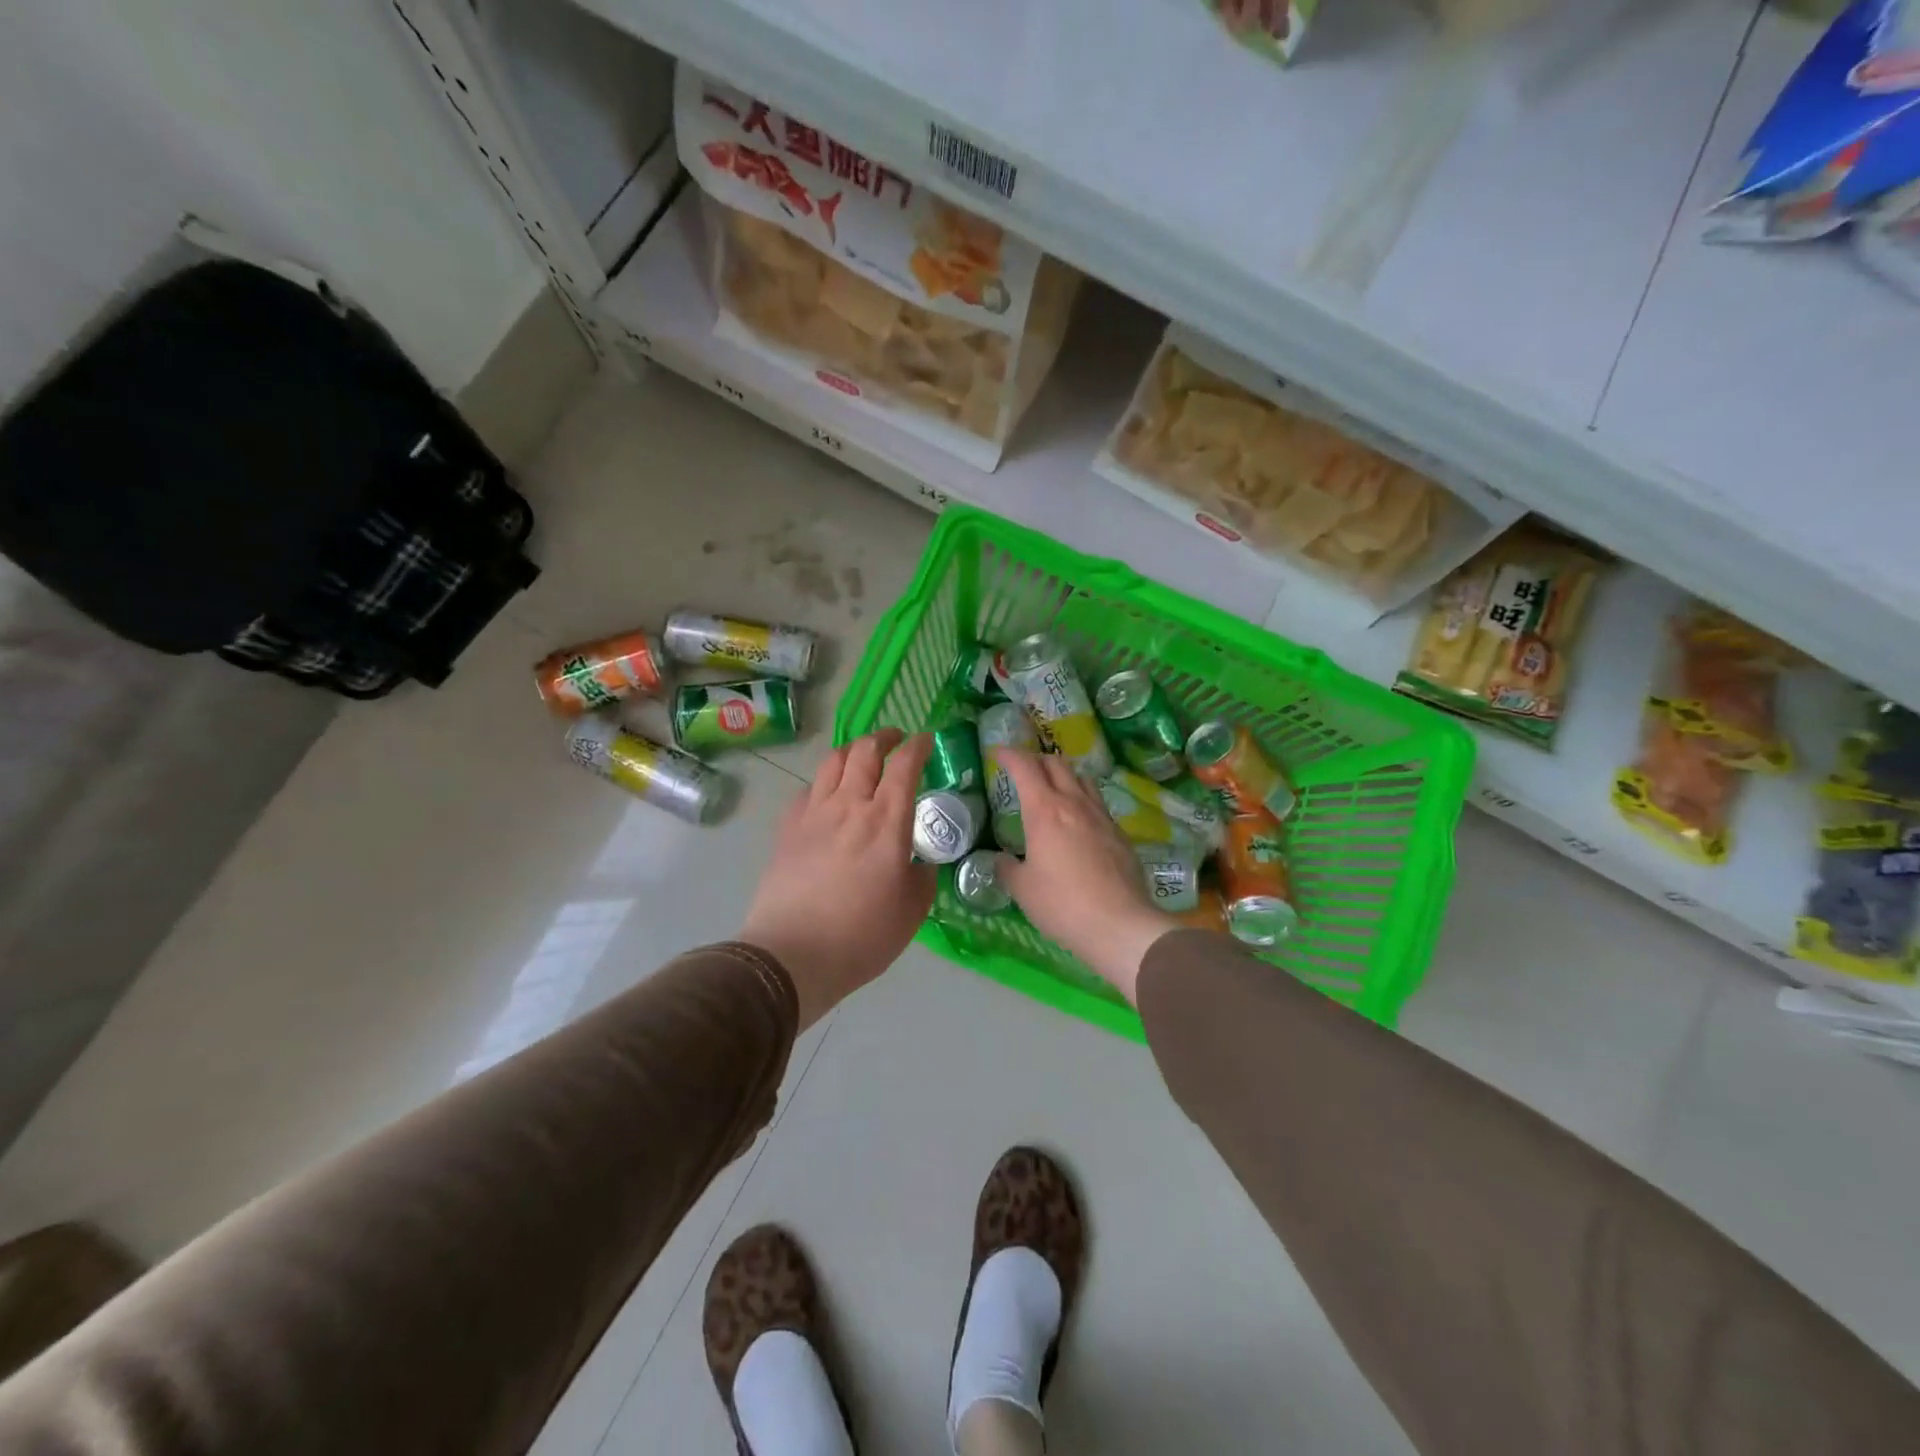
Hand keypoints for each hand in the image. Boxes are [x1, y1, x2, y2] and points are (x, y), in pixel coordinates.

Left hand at [742, 728, 935, 1027]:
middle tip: (895, 740)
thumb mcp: (913, 909)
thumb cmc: (862, 935)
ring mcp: (813, 813)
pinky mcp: (787, 828)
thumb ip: (922, 875)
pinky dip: (825, 782)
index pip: (904, 765)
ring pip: (833, 762)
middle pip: (865, 751)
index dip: (918, 745)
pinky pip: (808, 789)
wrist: (793, 954)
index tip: (926, 740)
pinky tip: (828, 797)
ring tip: (862, 757)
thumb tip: (919, 862)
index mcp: (887, 820)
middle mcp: (850, 805)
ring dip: (853, 751)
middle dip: (884, 737)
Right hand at [994, 750, 1171, 1004]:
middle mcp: (1075, 803)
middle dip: (1037, 759)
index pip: (1025, 767)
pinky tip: (1079, 821)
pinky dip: (1082, 800)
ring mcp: (1102, 816)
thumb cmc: (1062, 903)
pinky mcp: (1120, 834)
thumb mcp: (1023, 889)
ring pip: (1082, 779)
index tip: (998, 753)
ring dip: (1064, 775)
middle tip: (1024, 768)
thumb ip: (1007, 868)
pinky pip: (1098, 804)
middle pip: (1057, 764)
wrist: (1119, 924)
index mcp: (1045, 810)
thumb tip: (1002, 859)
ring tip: (1054, 787)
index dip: (1009, 755)